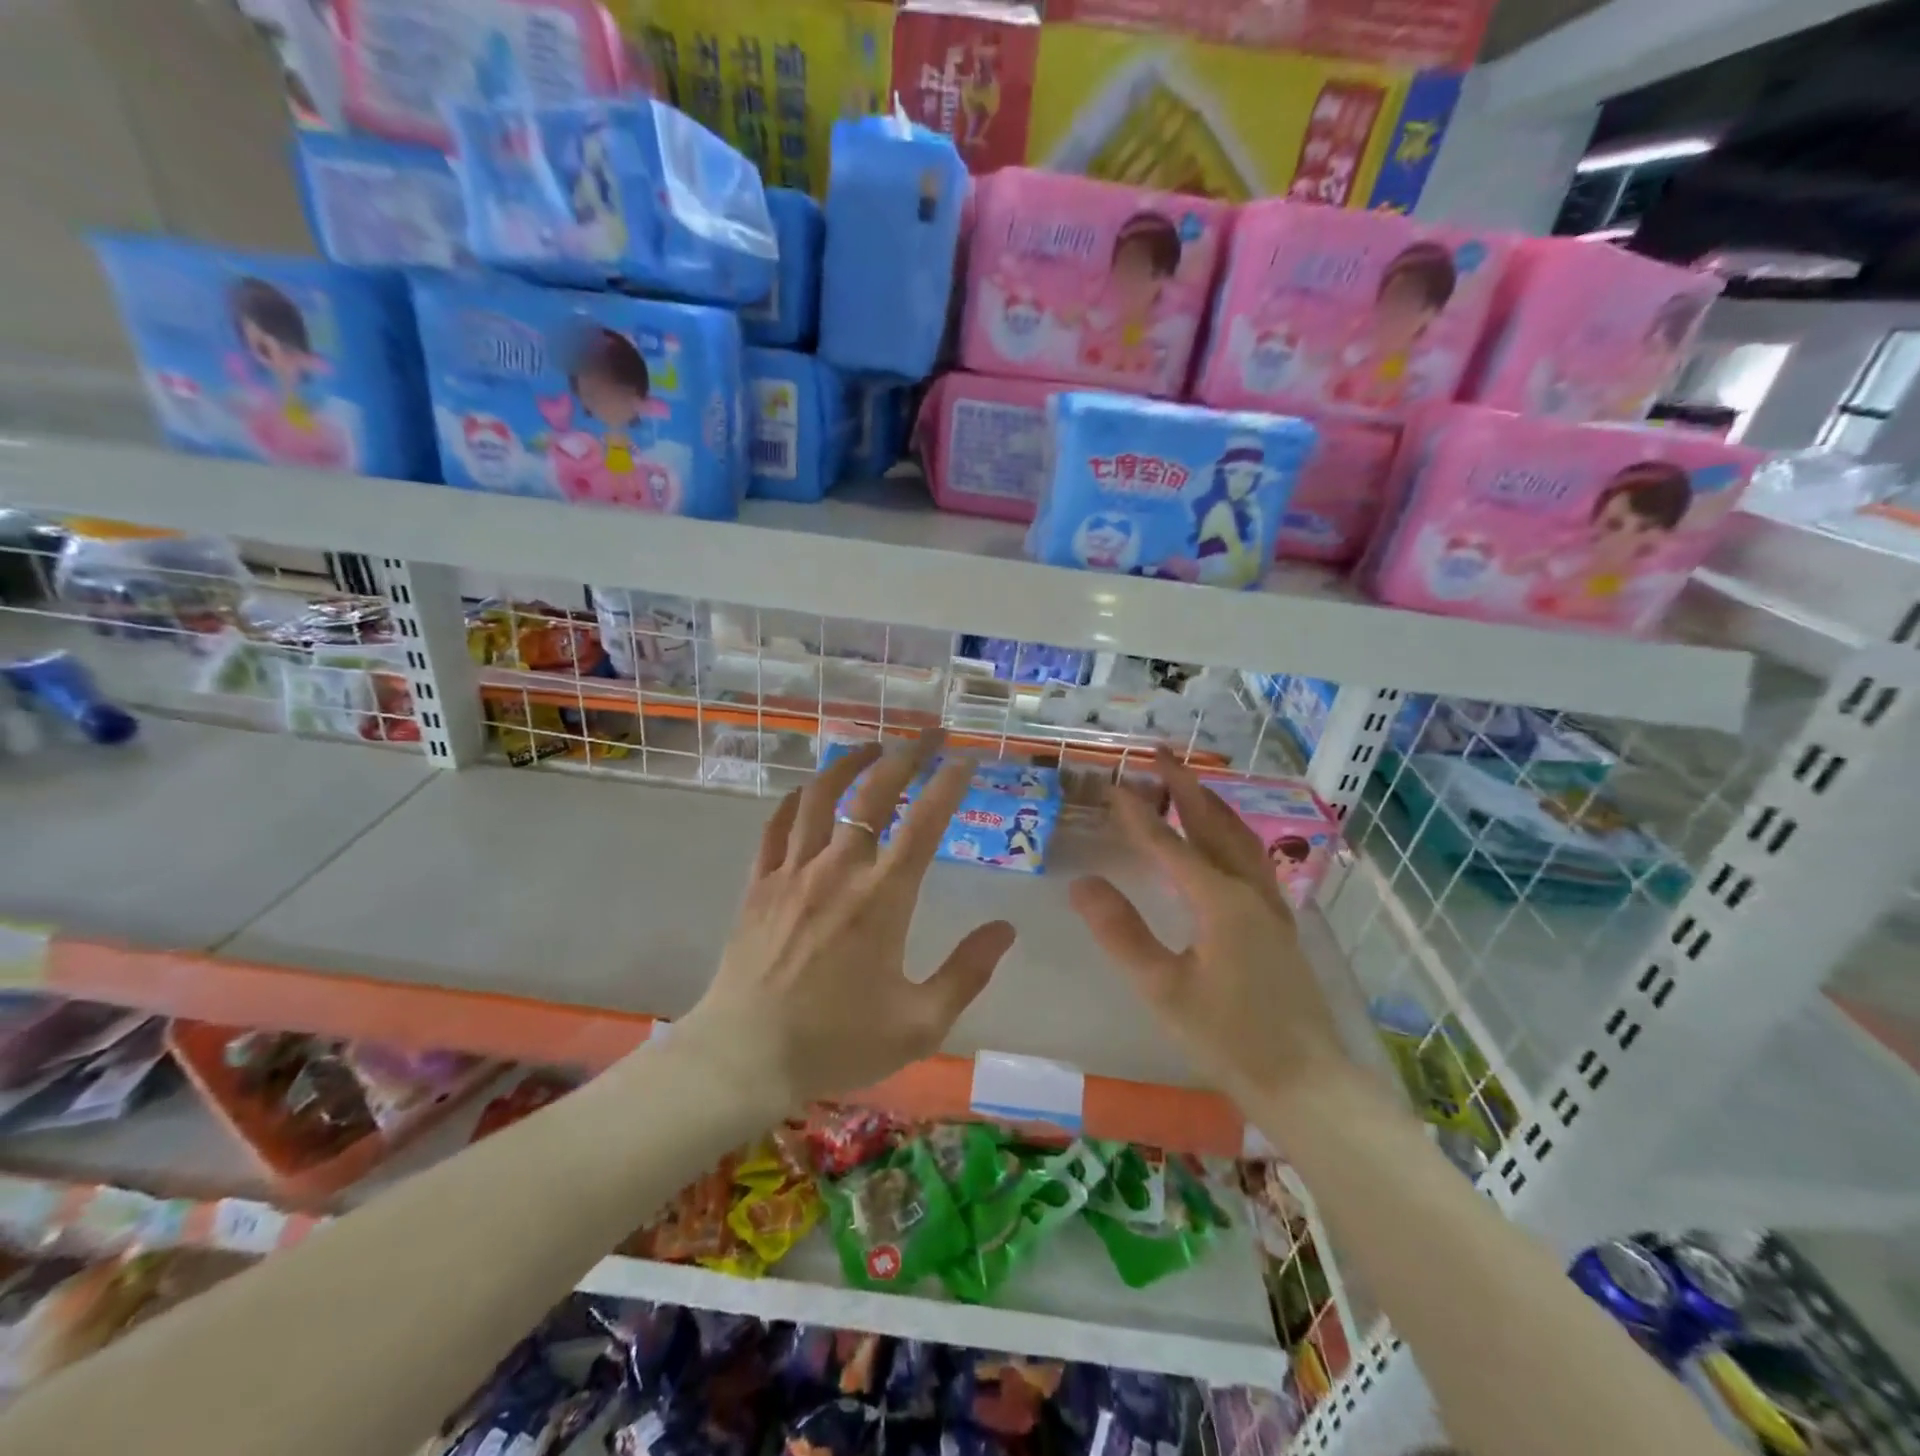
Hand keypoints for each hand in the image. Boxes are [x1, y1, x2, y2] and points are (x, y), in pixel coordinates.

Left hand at [677, 732, 1016, 1108]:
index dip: (948, 785)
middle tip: (929, 735)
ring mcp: (793, 872)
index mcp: (882, 899)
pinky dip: (797, 799)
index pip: (924, 824)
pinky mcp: (759, 883)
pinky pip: (777, 825)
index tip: (965, 760)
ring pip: (821, 796)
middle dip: (906, 755)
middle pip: (874, 792)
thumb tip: (1006, 928)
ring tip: (873, 747)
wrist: (745, 1057)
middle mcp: (838, 870)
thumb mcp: (919, 1023)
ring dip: (850, 763)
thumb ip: (967, 972)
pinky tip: (809, 791)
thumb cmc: (837, 1042)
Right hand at [1068, 749, 1349, 1115]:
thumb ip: (1121, 933)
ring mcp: (1271, 907)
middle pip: (1213, 825)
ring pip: (1239, 838)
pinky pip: (1252, 860)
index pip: (1169, 844)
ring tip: (1190, 784)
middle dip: (1184, 787)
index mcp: (1220, 902)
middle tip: (1160, 755)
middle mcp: (1249, 891)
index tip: (1114, 784)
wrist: (1307, 1085)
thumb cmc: (1229, 1039)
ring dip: (1211, 805)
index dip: (1137, 815)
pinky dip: (1231, 834)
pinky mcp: (1279, 925)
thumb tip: (1082, 883)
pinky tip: (1225, 843)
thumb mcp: (1163, 989)